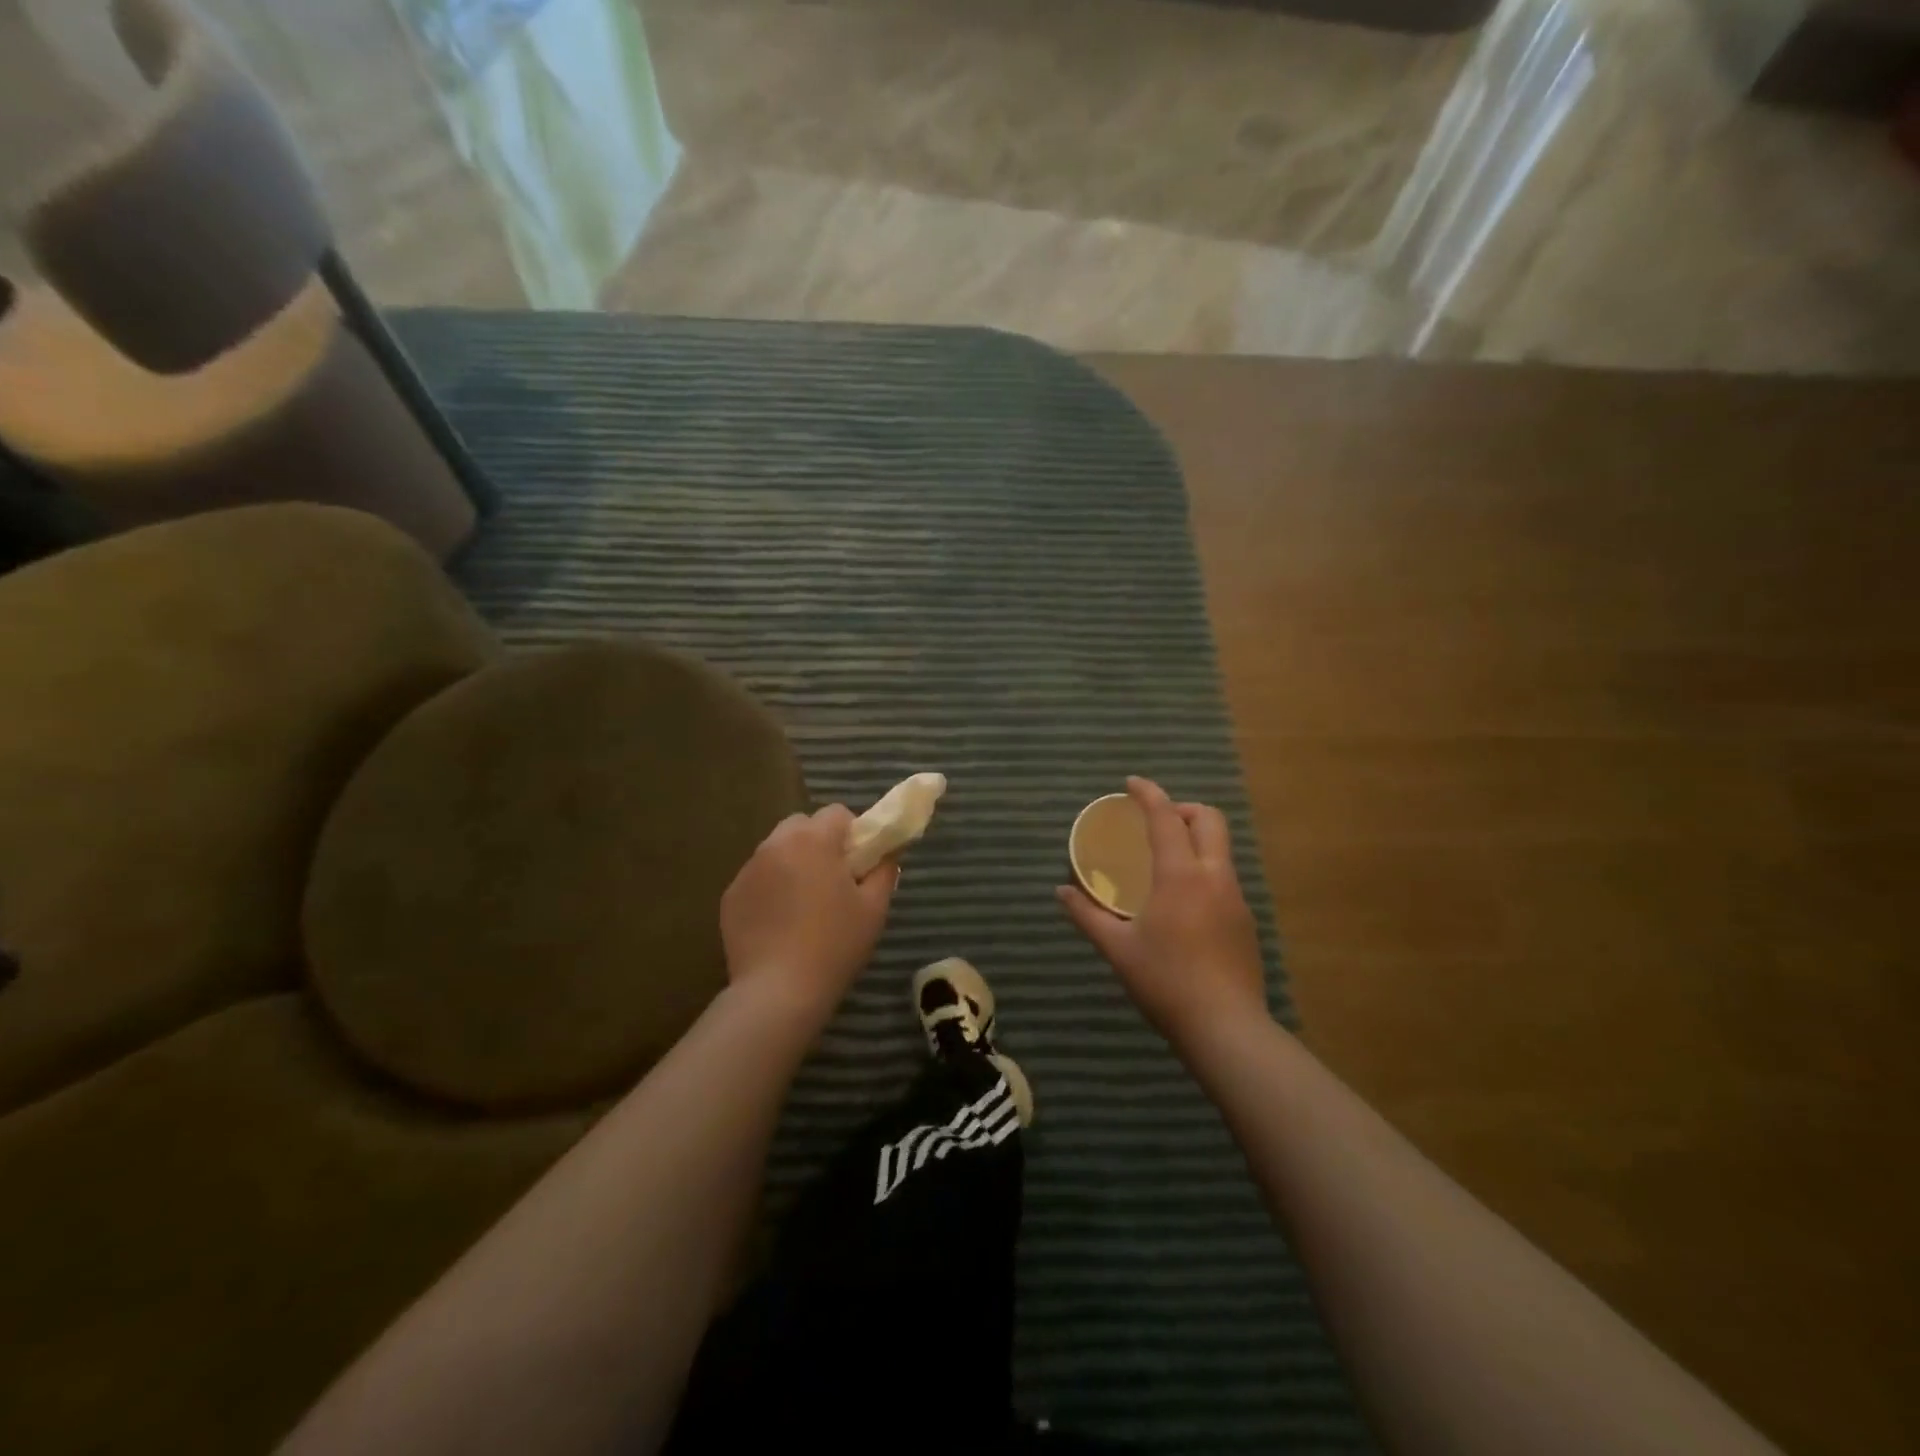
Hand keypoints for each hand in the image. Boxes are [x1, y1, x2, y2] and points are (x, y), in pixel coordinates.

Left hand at [720, 805, 897, 1026]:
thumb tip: (888, 851)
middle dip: (819, 843)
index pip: (836, 813)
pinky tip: (780, 923)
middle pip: (802, 825)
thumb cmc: (834, 945)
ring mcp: (747, 870)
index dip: (853, 833)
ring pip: (777, 850)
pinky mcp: (730, 896)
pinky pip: (758, 877)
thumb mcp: (874, 907)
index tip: (859, 864)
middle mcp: (775, 845)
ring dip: (793, 863)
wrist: (778, 991)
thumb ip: (884, 869)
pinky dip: (771, 888)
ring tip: (805, 905)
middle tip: (833, 881)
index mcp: (813, 840)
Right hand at [1057, 777, 1267, 1048]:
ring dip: (1196, 838)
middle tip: (1155, 821)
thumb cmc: (1165, 982)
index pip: (1166, 818)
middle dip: (1183, 809)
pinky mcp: (1246, 921)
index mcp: (1181, 876)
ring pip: (1221, 849)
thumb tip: (1061, 891)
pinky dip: (1204, 870)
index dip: (1149, 794)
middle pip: (1210, 820)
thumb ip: (1087, 915)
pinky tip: (1184, 902)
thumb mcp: (1117, 948)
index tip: (1132, 783)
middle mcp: (1214, 877)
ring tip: (1166, 860)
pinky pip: (1224, 877)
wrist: (1226, 1028)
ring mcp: (1236, 898)